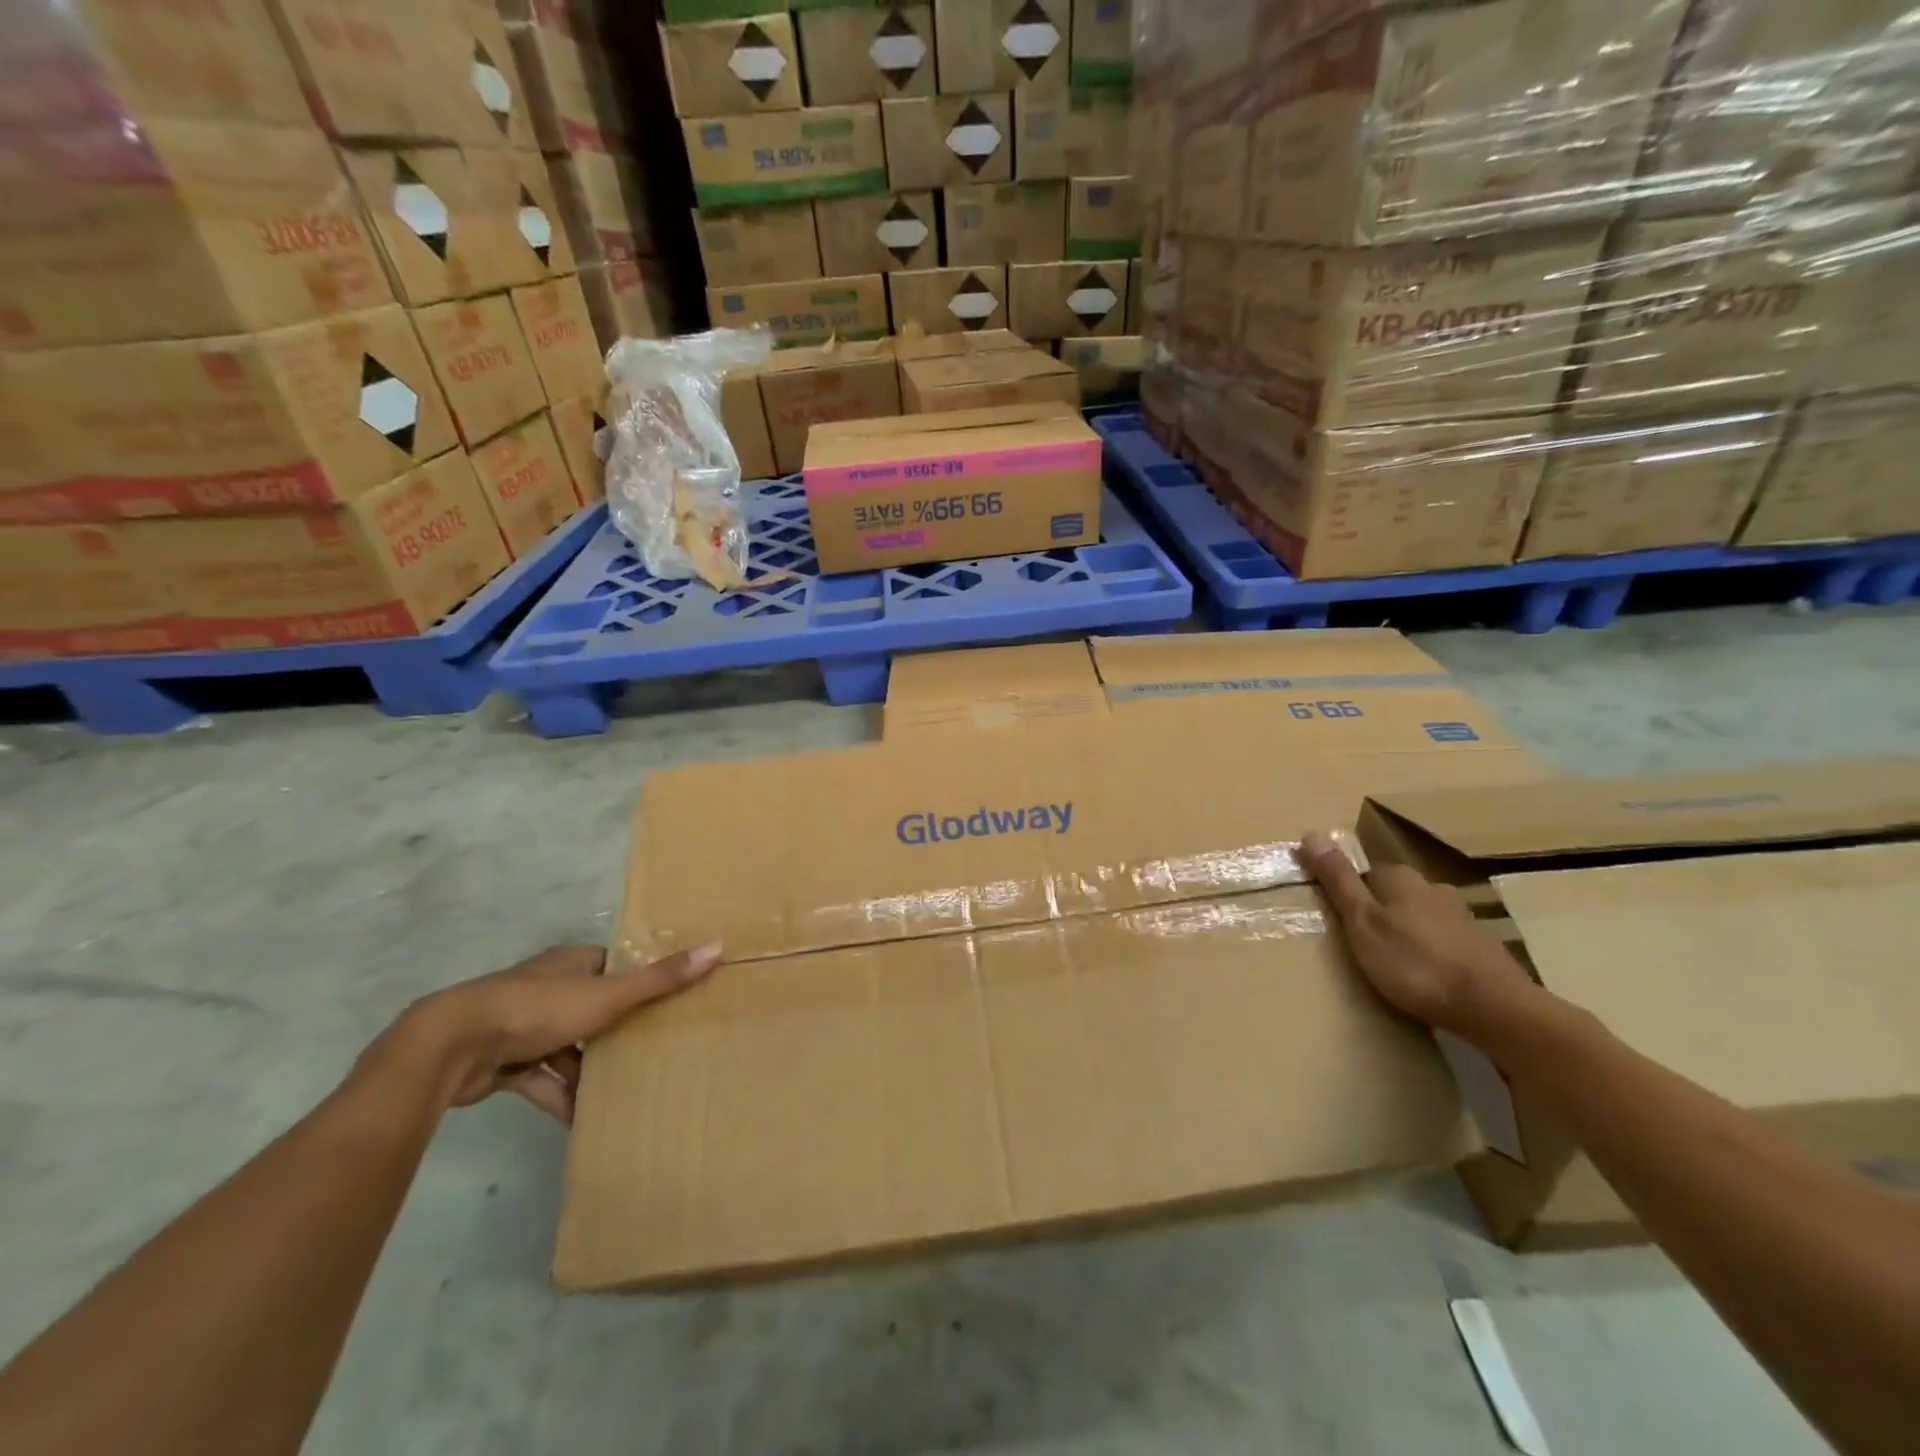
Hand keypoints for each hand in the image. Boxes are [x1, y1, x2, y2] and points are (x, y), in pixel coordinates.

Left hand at [383, 943, 721, 1122]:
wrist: (453, 1046)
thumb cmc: (538, 1009)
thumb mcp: (608, 995)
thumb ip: (660, 979)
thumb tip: (718, 946)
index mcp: (572, 963)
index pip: (613, 965)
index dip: (639, 980)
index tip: (667, 1001)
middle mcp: (548, 986)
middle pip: (593, 1005)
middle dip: (617, 1028)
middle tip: (652, 1048)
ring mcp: (522, 1024)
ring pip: (567, 1044)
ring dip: (587, 1068)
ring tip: (621, 1090)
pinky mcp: (501, 1059)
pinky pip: (540, 1076)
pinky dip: (559, 1094)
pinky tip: (580, 1118)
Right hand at [1299, 833, 1531, 1039]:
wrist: (1494, 1008)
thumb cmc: (1414, 963)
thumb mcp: (1361, 921)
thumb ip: (1337, 879)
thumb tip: (1311, 833)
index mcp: (1399, 878)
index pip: (1361, 872)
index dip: (1344, 893)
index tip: (1333, 918)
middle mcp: (1432, 888)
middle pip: (1391, 893)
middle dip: (1375, 912)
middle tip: (1356, 944)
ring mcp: (1461, 917)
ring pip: (1417, 917)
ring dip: (1403, 933)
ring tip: (1388, 963)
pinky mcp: (1480, 947)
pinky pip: (1440, 941)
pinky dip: (1427, 952)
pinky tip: (1423, 975)